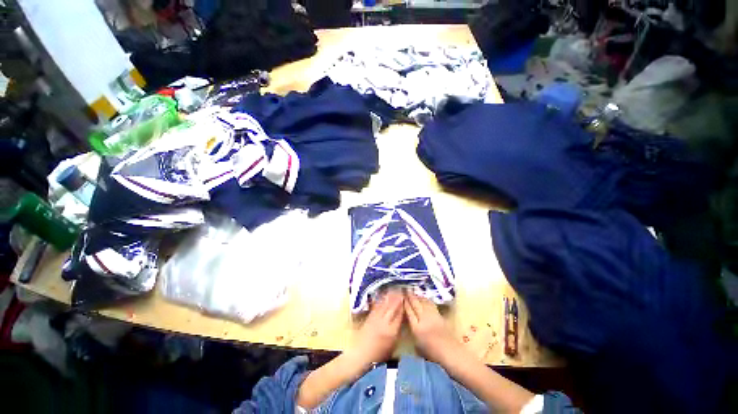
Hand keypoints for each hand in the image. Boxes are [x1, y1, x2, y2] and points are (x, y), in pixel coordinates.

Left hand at [350, 289, 403, 364]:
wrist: (361, 354)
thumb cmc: (379, 354)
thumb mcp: (393, 346)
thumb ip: (397, 331)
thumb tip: (401, 319)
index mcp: (391, 331)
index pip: (399, 315)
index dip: (403, 305)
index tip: (406, 297)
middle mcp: (384, 322)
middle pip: (392, 307)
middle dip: (397, 297)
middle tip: (401, 289)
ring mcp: (376, 318)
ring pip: (384, 304)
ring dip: (390, 296)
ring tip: (394, 288)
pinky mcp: (369, 316)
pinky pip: (377, 305)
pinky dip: (381, 299)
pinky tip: (384, 294)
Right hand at [404, 291, 458, 363]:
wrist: (450, 352)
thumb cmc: (432, 353)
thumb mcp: (418, 346)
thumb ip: (413, 333)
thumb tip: (410, 323)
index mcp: (416, 328)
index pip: (409, 312)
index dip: (405, 303)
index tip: (401, 297)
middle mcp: (423, 319)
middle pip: (415, 304)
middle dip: (410, 296)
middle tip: (406, 288)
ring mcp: (432, 316)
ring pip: (423, 302)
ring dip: (418, 296)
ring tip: (414, 291)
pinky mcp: (439, 315)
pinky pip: (430, 304)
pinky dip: (426, 300)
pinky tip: (424, 298)